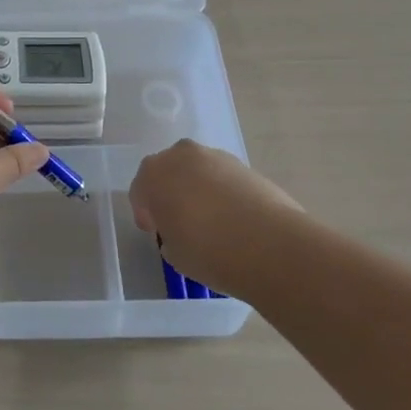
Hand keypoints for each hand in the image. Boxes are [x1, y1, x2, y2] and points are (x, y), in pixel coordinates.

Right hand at [128, 139, 308, 299]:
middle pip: (168, 172)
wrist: (270, 245)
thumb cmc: (209, 251)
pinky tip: (234, 219)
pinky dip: (223, 192)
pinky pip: (223, 177)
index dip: (146, 213)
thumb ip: (169, 236)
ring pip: (197, 171)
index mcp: (153, 174)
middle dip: (170, 192)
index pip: (140, 191)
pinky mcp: (245, 165)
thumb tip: (179, 232)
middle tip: (180, 222)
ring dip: (198, 189)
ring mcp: (215, 156)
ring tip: (212, 222)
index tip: (156, 232)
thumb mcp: (174, 254)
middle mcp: (180, 156)